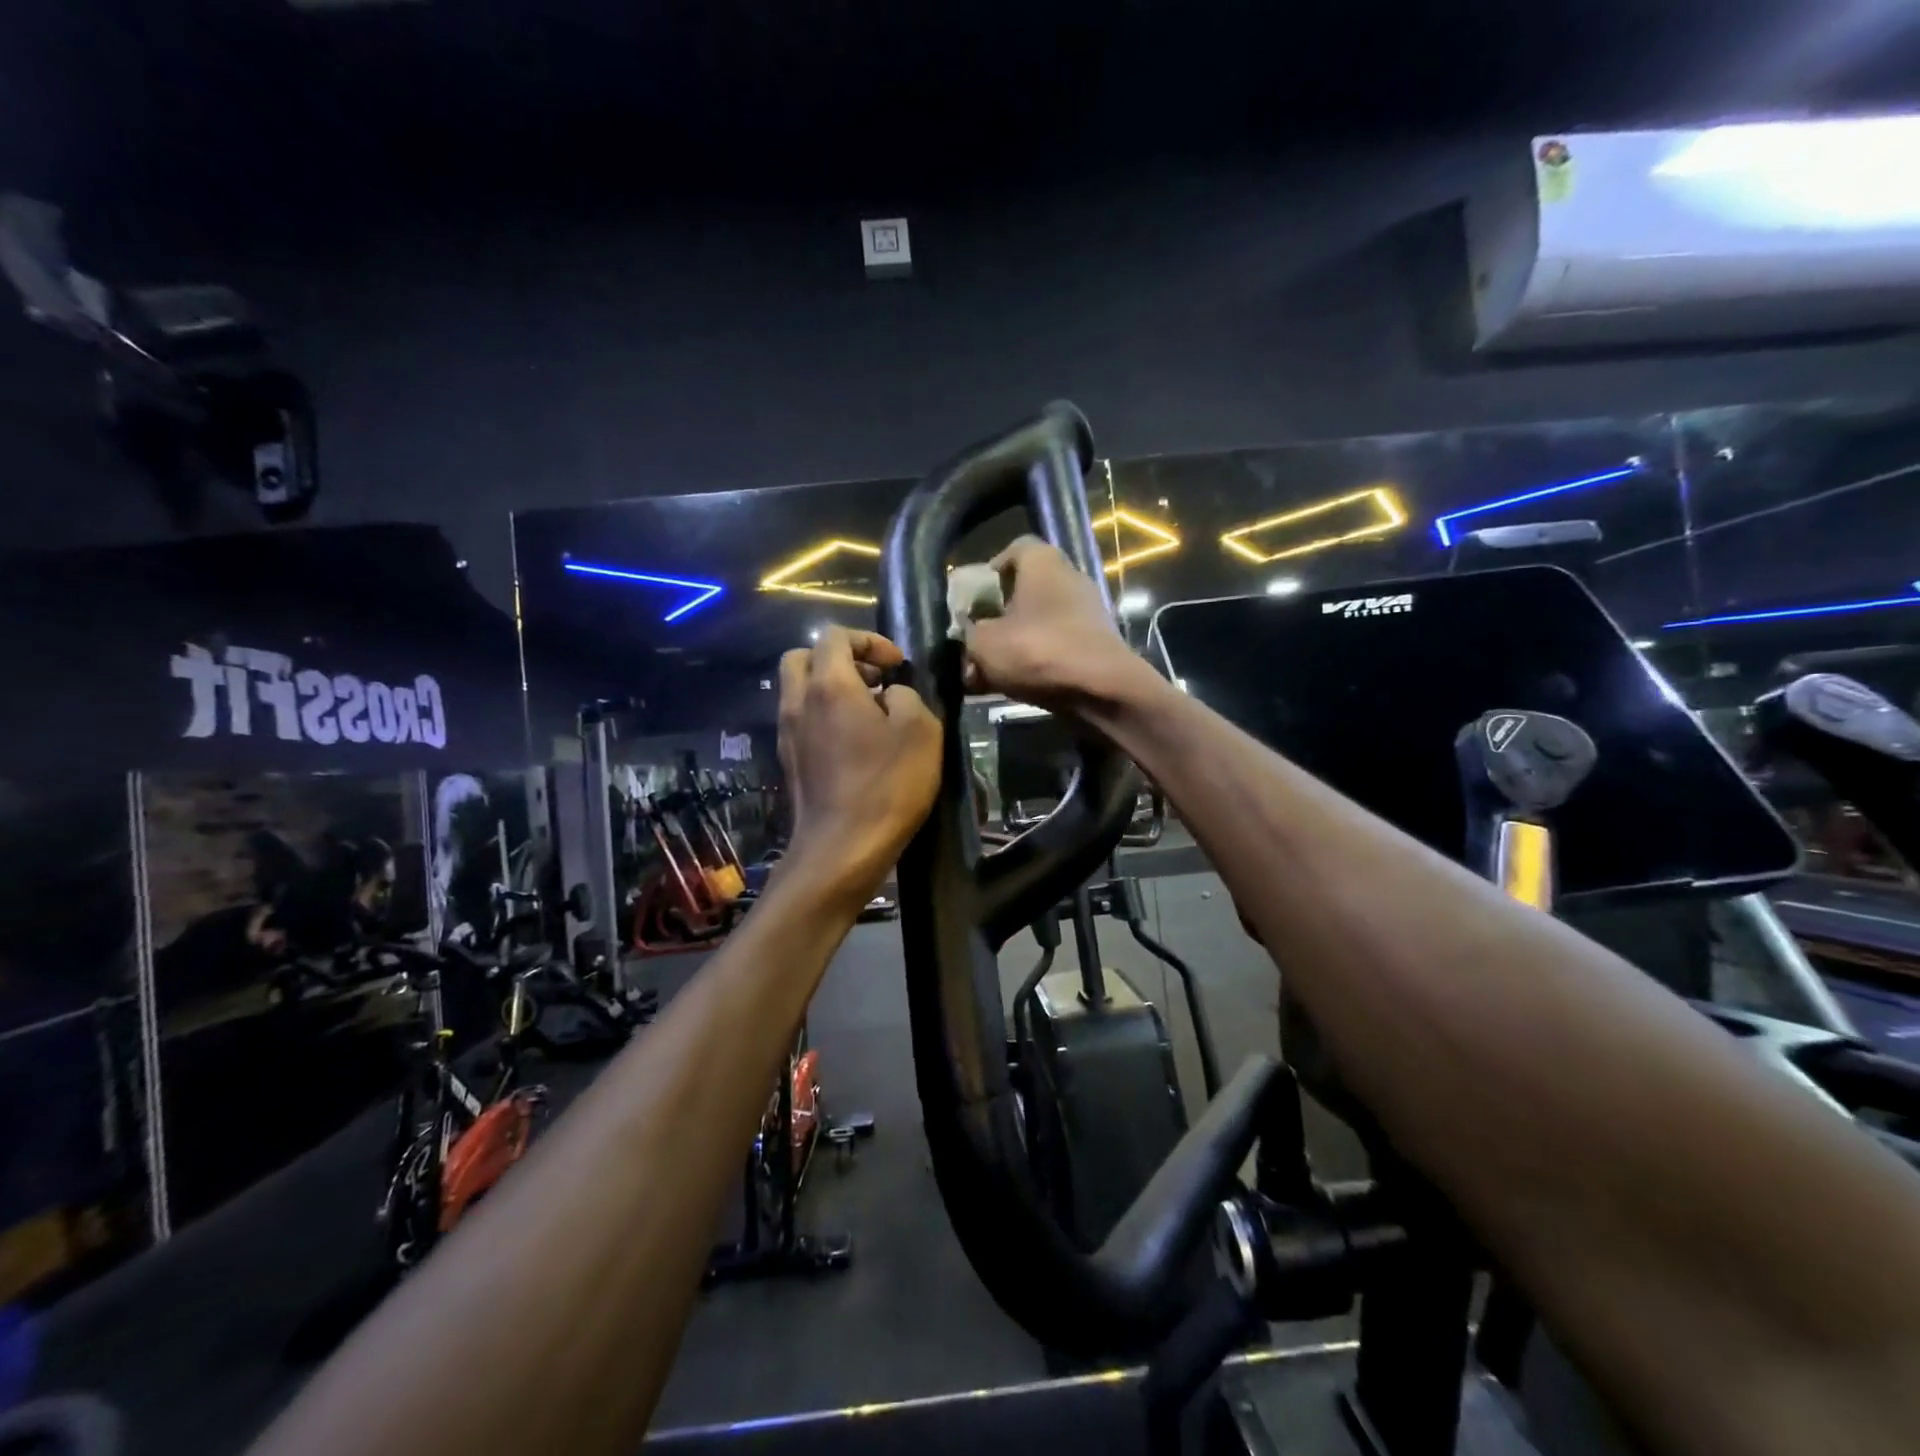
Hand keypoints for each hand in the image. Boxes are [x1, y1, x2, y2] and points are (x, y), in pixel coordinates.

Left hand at [776, 628, 941, 904]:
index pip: (834, 635)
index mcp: (828, 685)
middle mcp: (799, 702)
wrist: (842, 849)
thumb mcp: (921, 730)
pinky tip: (855, 743)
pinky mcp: (790, 761)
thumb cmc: (887, 785)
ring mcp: (788, 733)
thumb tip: (891, 695)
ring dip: (830, 688)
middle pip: (803, 657)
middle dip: (839, 658)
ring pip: (798, 690)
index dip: (869, 640)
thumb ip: (907, 696)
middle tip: (874, 680)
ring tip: (869, 712)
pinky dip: (823, 716)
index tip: (896, 665)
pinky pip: (801, 720)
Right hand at [964, 537, 1146, 710]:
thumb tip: (970, 632)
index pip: (1013, 549)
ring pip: (1036, 624)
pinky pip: (1053, 646)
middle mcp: (1068, 578)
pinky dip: (1033, 661)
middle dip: (996, 617)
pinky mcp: (1093, 644)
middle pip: (1023, 591)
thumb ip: (969, 633)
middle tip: (974, 642)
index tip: (971, 600)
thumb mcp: (984, 643)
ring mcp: (1085, 612)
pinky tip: (1010, 687)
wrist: (1101, 691)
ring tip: (984, 675)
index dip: (988, 572)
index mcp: (1043, 562)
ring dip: (1011, 645)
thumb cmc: (1038, 651)